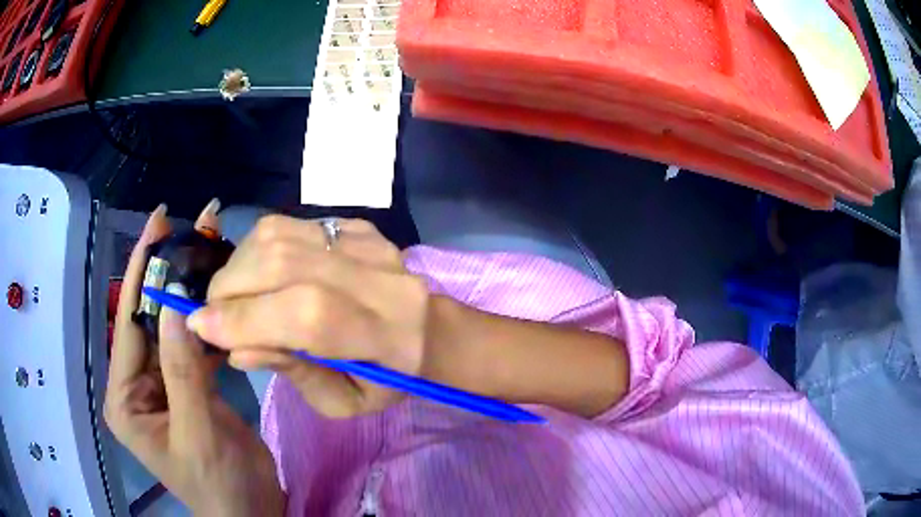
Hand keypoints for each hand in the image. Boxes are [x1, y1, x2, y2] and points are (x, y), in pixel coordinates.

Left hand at [104, 201, 284, 515]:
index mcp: (126, 398)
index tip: (157, 222)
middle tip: (192, 223)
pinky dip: (209, 321)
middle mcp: (139, 384)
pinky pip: (196, 346)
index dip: (140, 271)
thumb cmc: (219, 486)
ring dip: (192, 291)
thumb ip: (182, 374)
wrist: (253, 512)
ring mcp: (165, 384)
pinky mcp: (190, 387)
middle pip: (152, 319)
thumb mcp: (197, 435)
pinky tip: (224, 295)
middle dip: (169, 272)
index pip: (128, 323)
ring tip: (211, 245)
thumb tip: (178, 305)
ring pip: (175, 328)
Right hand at [187, 215, 429, 417]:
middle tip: (214, 313)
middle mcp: (380, 278)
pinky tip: (260, 273)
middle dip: (230, 289)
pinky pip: (289, 223)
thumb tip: (234, 347)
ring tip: (234, 294)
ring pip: (280, 234)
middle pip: (285, 264)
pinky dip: (258, 248)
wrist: (427, 329)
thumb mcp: (342, 401)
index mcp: (387, 335)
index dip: (246, 319)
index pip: (308, 316)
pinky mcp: (356, 225)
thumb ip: (291, 372)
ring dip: (238, 265)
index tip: (200, 326)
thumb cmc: (385, 379)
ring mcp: (368, 242)